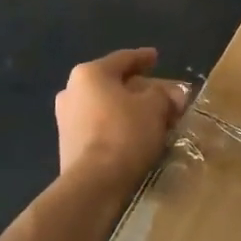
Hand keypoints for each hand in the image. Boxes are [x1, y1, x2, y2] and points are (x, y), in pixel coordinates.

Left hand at [55, 48, 189, 187]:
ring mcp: (67, 119)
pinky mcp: (69, 145)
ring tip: (156, 118)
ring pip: (108, 107)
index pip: (123, 59)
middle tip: (166, 96)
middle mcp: (72, 91)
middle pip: (115, 84)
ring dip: (132, 110)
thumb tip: (173, 95)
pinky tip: (138, 136)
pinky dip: (120, 127)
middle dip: (143, 90)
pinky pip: (101, 126)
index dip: (144, 58)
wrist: (93, 184)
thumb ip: (165, 94)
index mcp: (90, 74)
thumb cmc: (124, 133)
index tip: (157, 57)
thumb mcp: (155, 107)